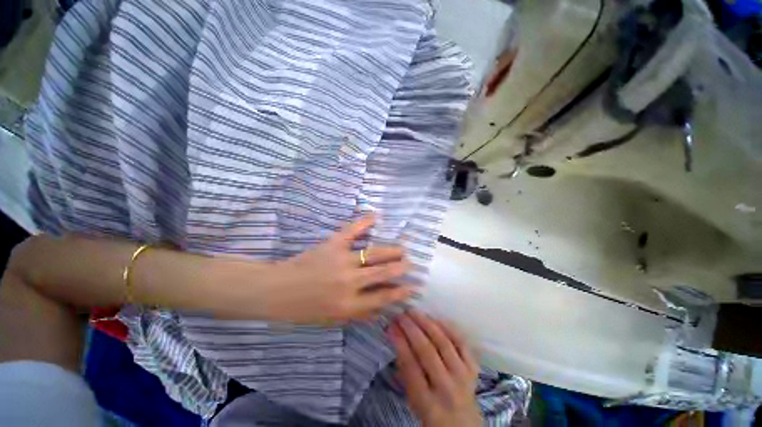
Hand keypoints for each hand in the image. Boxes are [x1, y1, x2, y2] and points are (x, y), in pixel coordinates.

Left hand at [263, 215, 412, 323]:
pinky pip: (352, 230)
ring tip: (402, 249)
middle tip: (409, 263)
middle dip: (400, 267)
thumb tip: (383, 310)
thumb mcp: (332, 320)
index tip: (413, 287)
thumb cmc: (304, 309)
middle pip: (383, 272)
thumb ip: (359, 315)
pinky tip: (376, 216)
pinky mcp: (332, 244)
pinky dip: (365, 222)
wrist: (277, 291)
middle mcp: (349, 282)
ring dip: (392, 250)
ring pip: (374, 252)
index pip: (383, 297)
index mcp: (349, 305)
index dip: (401, 292)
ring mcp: (342, 260)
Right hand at [389, 310, 481, 426]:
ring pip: (444, 343)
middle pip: (427, 351)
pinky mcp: (473, 368)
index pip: (411, 366)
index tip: (391, 325)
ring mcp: (463, 377)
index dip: (400, 342)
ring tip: (415, 312)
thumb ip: (405, 370)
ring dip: (427, 323)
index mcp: (428, 402)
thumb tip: (395, 336)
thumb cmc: (432, 412)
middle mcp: (447, 388)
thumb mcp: (413, 399)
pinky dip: (448, 327)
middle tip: (401, 314)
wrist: (464, 425)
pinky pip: (461, 342)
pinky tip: (436, 318)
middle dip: (411, 329)